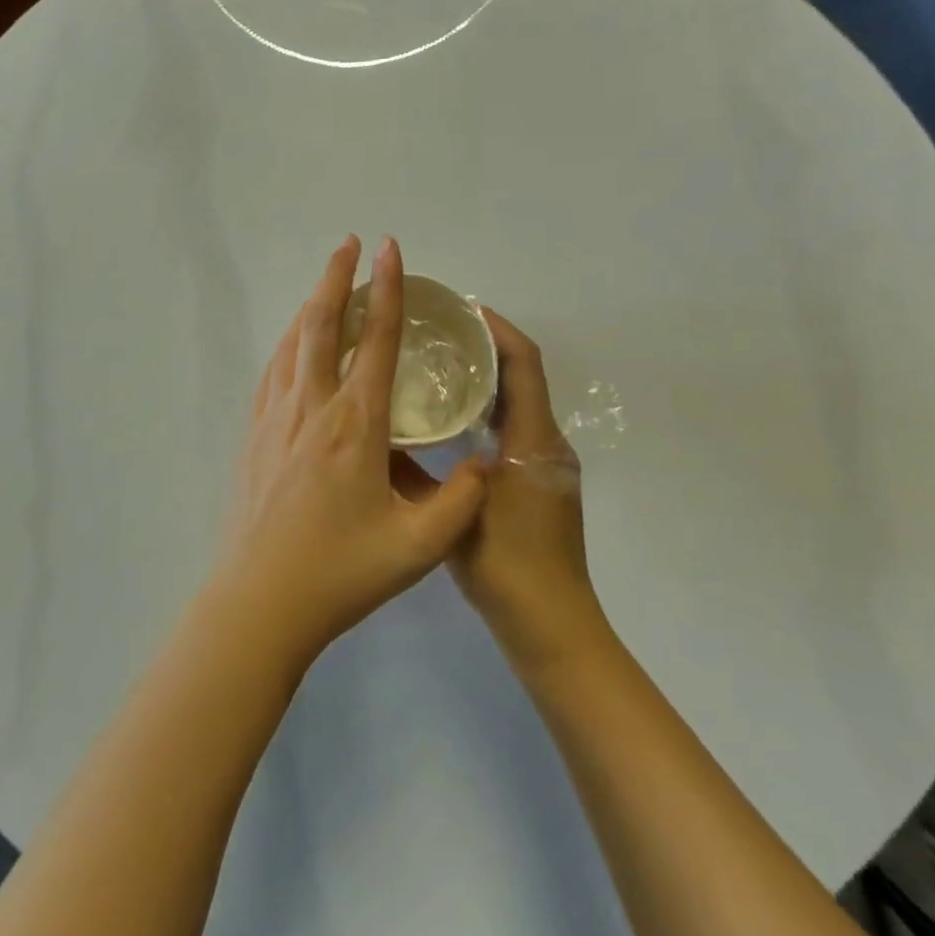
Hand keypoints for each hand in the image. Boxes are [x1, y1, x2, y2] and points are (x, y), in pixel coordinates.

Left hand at [216, 235, 488, 666]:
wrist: (259, 601)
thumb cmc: (341, 573)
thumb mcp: (419, 547)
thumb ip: (460, 502)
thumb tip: (484, 465)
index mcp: (354, 425)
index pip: (375, 340)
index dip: (387, 289)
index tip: (389, 248)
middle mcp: (311, 408)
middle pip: (322, 324)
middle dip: (336, 276)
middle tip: (350, 243)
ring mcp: (274, 419)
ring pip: (292, 343)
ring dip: (310, 305)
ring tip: (327, 285)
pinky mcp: (253, 436)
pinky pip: (273, 371)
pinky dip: (289, 343)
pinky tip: (294, 345)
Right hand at [447, 309, 610, 672]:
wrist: (551, 626)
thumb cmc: (506, 566)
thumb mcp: (452, 513)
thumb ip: (418, 471)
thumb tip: (383, 433)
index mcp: (534, 440)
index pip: (524, 363)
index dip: (496, 329)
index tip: (459, 309)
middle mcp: (547, 443)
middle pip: (522, 376)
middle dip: (485, 347)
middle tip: (435, 333)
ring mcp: (545, 465)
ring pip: (517, 403)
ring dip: (484, 378)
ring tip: (435, 366)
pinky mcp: (537, 484)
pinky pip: (512, 429)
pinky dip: (485, 411)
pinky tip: (448, 421)